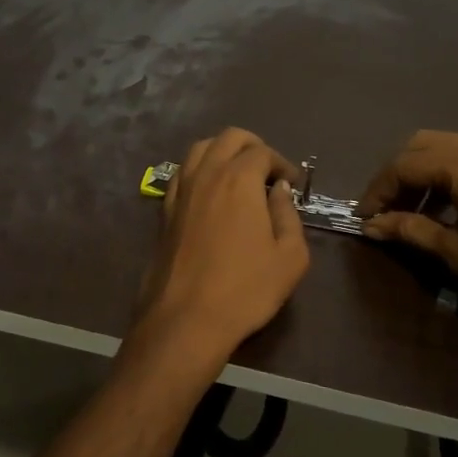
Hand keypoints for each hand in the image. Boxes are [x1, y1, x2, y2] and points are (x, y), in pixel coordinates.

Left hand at [126, 128, 311, 378]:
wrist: (187, 318)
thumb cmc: (246, 289)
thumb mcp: (290, 257)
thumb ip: (288, 216)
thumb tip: (279, 191)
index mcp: (239, 180)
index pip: (262, 152)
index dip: (281, 163)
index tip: (292, 183)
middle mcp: (207, 174)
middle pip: (229, 138)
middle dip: (253, 146)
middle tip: (268, 170)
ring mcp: (181, 190)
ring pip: (200, 149)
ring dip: (222, 151)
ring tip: (238, 174)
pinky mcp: (165, 211)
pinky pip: (182, 173)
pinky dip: (199, 170)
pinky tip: (209, 192)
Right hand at [359, 130, 457, 324]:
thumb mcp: (457, 252)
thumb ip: (410, 230)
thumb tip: (372, 226)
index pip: (403, 165)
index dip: (377, 190)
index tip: (363, 217)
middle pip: (420, 146)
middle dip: (396, 175)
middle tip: (384, 209)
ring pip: (444, 147)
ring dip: (420, 173)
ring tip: (409, 211)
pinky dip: (445, 174)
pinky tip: (442, 206)